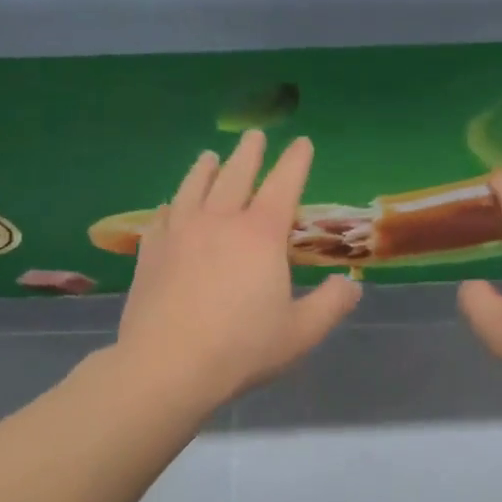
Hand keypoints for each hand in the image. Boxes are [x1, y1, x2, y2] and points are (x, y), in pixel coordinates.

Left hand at [116, 131, 360, 405]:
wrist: (167, 366)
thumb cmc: (242, 348)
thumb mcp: (301, 333)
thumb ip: (331, 304)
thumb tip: (352, 284)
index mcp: (260, 235)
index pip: (283, 185)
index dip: (295, 161)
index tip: (301, 142)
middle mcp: (218, 222)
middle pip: (235, 176)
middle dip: (249, 153)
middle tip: (254, 135)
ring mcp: (178, 234)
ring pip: (193, 188)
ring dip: (205, 169)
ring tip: (210, 157)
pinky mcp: (149, 253)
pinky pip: (161, 217)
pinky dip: (171, 206)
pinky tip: (169, 207)